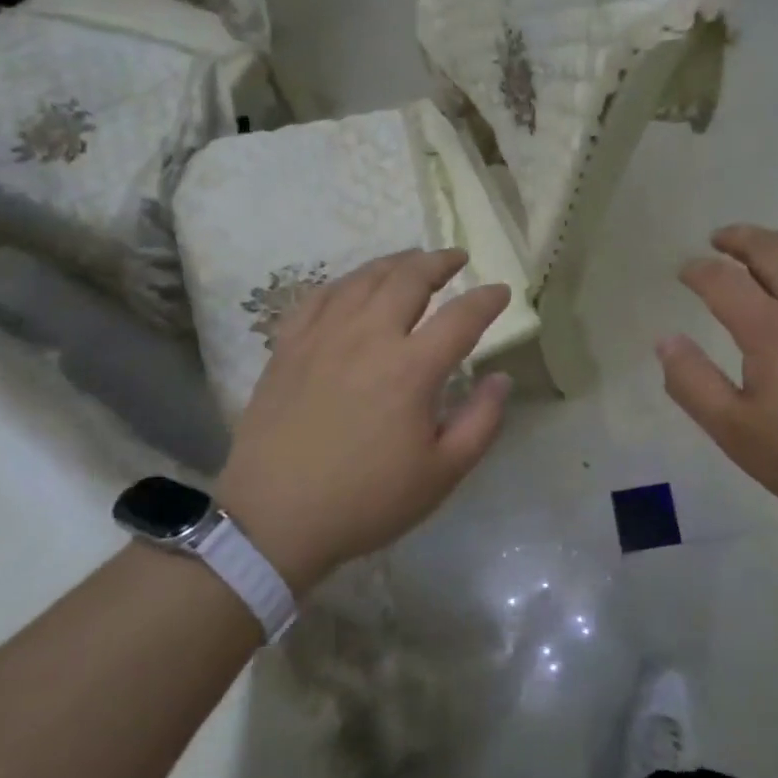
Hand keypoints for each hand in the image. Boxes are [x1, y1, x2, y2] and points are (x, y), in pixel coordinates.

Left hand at [214, 248, 511, 595]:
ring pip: (363, 279)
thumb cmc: (367, 501)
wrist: (275, 519)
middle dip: (439, 262)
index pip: (461, 317)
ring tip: (412, 260)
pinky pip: (319, 297)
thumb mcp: (442, 474)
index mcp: (411, 369)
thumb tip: (502, 378)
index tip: (501, 291)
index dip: (487, 300)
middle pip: (409, 280)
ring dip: (394, 263)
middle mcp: (368, 337)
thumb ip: (481, 421)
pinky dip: (344, 282)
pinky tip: (353, 286)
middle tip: (457, 258)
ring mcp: (322, 337)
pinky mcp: (288, 347)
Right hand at [658, 225, 777, 536]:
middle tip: (718, 240)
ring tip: (767, 245)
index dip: (696, 270)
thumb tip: (665, 340)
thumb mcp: (737, 433)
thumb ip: (693, 384)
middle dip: (737, 238)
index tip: (684, 272)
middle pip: (769, 247)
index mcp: (771, 329)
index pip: (722, 280)